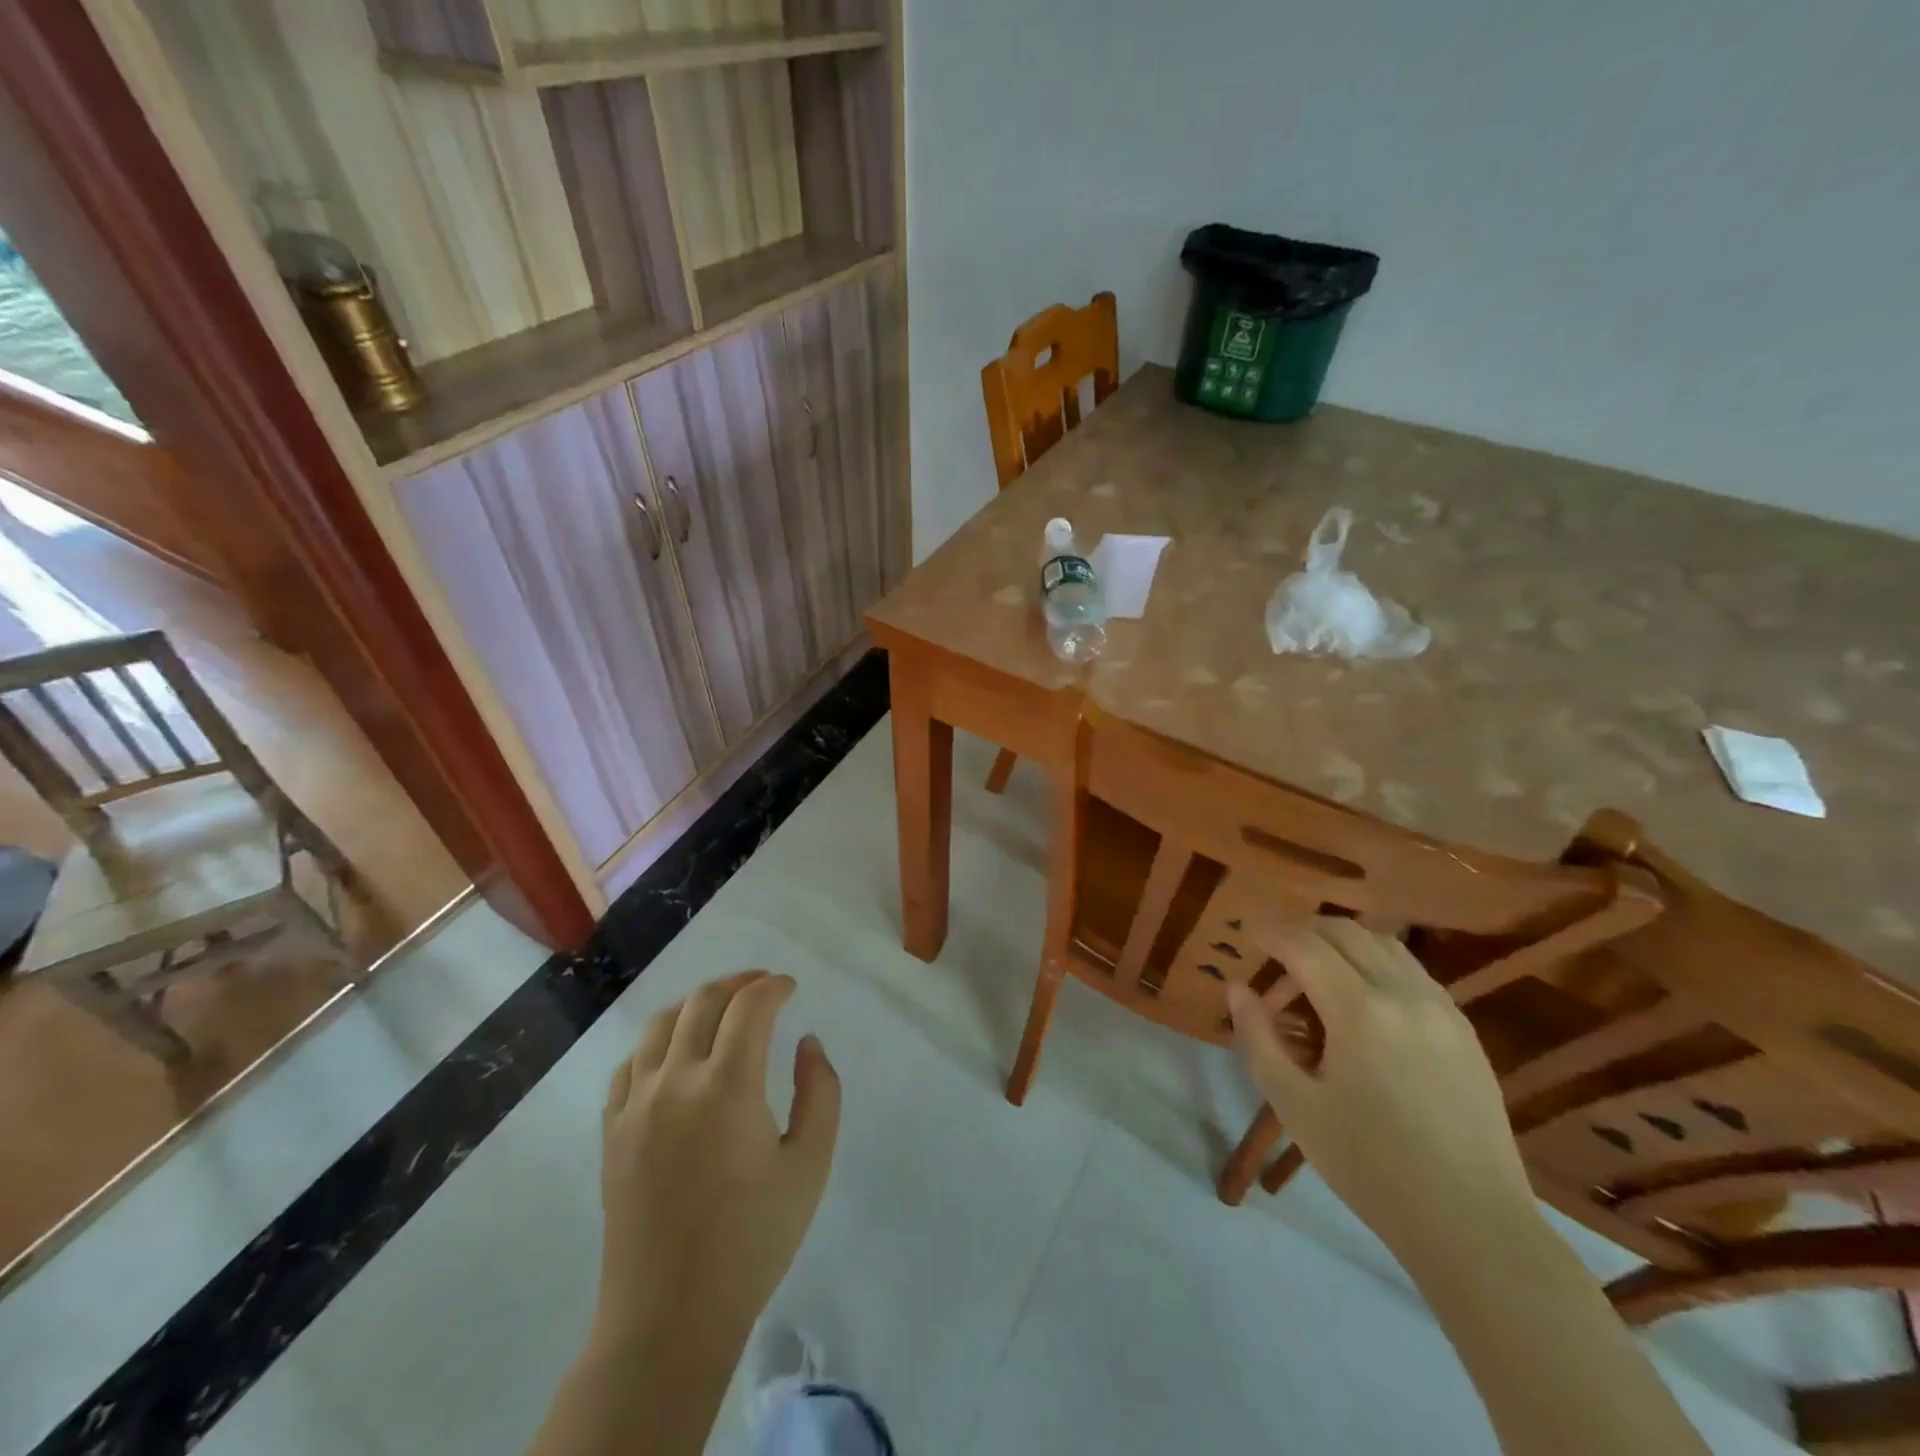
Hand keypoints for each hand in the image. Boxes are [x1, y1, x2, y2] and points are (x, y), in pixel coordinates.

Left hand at [597, 971, 840, 1343]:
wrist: (670, 1315)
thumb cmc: (752, 1240)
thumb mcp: (810, 1165)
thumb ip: (819, 1091)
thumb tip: (806, 1043)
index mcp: (728, 1086)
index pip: (750, 1006)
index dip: (773, 986)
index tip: (790, 988)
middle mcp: (676, 1081)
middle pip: (703, 1001)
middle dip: (739, 982)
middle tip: (763, 987)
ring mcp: (636, 1104)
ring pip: (660, 1023)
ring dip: (696, 1004)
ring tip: (720, 1010)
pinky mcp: (612, 1130)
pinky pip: (630, 1063)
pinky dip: (659, 1042)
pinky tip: (675, 1056)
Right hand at [1227, 919, 1534, 1259]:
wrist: (1473, 1224)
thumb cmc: (1370, 1166)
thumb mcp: (1295, 1105)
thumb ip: (1259, 1039)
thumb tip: (1238, 989)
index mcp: (1360, 1009)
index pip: (1305, 944)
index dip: (1271, 931)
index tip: (1246, 932)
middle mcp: (1404, 993)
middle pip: (1346, 931)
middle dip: (1302, 929)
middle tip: (1273, 947)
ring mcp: (1442, 1009)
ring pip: (1384, 944)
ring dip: (1341, 941)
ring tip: (1313, 967)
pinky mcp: (1464, 1030)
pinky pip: (1412, 971)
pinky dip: (1376, 962)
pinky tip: (1361, 996)